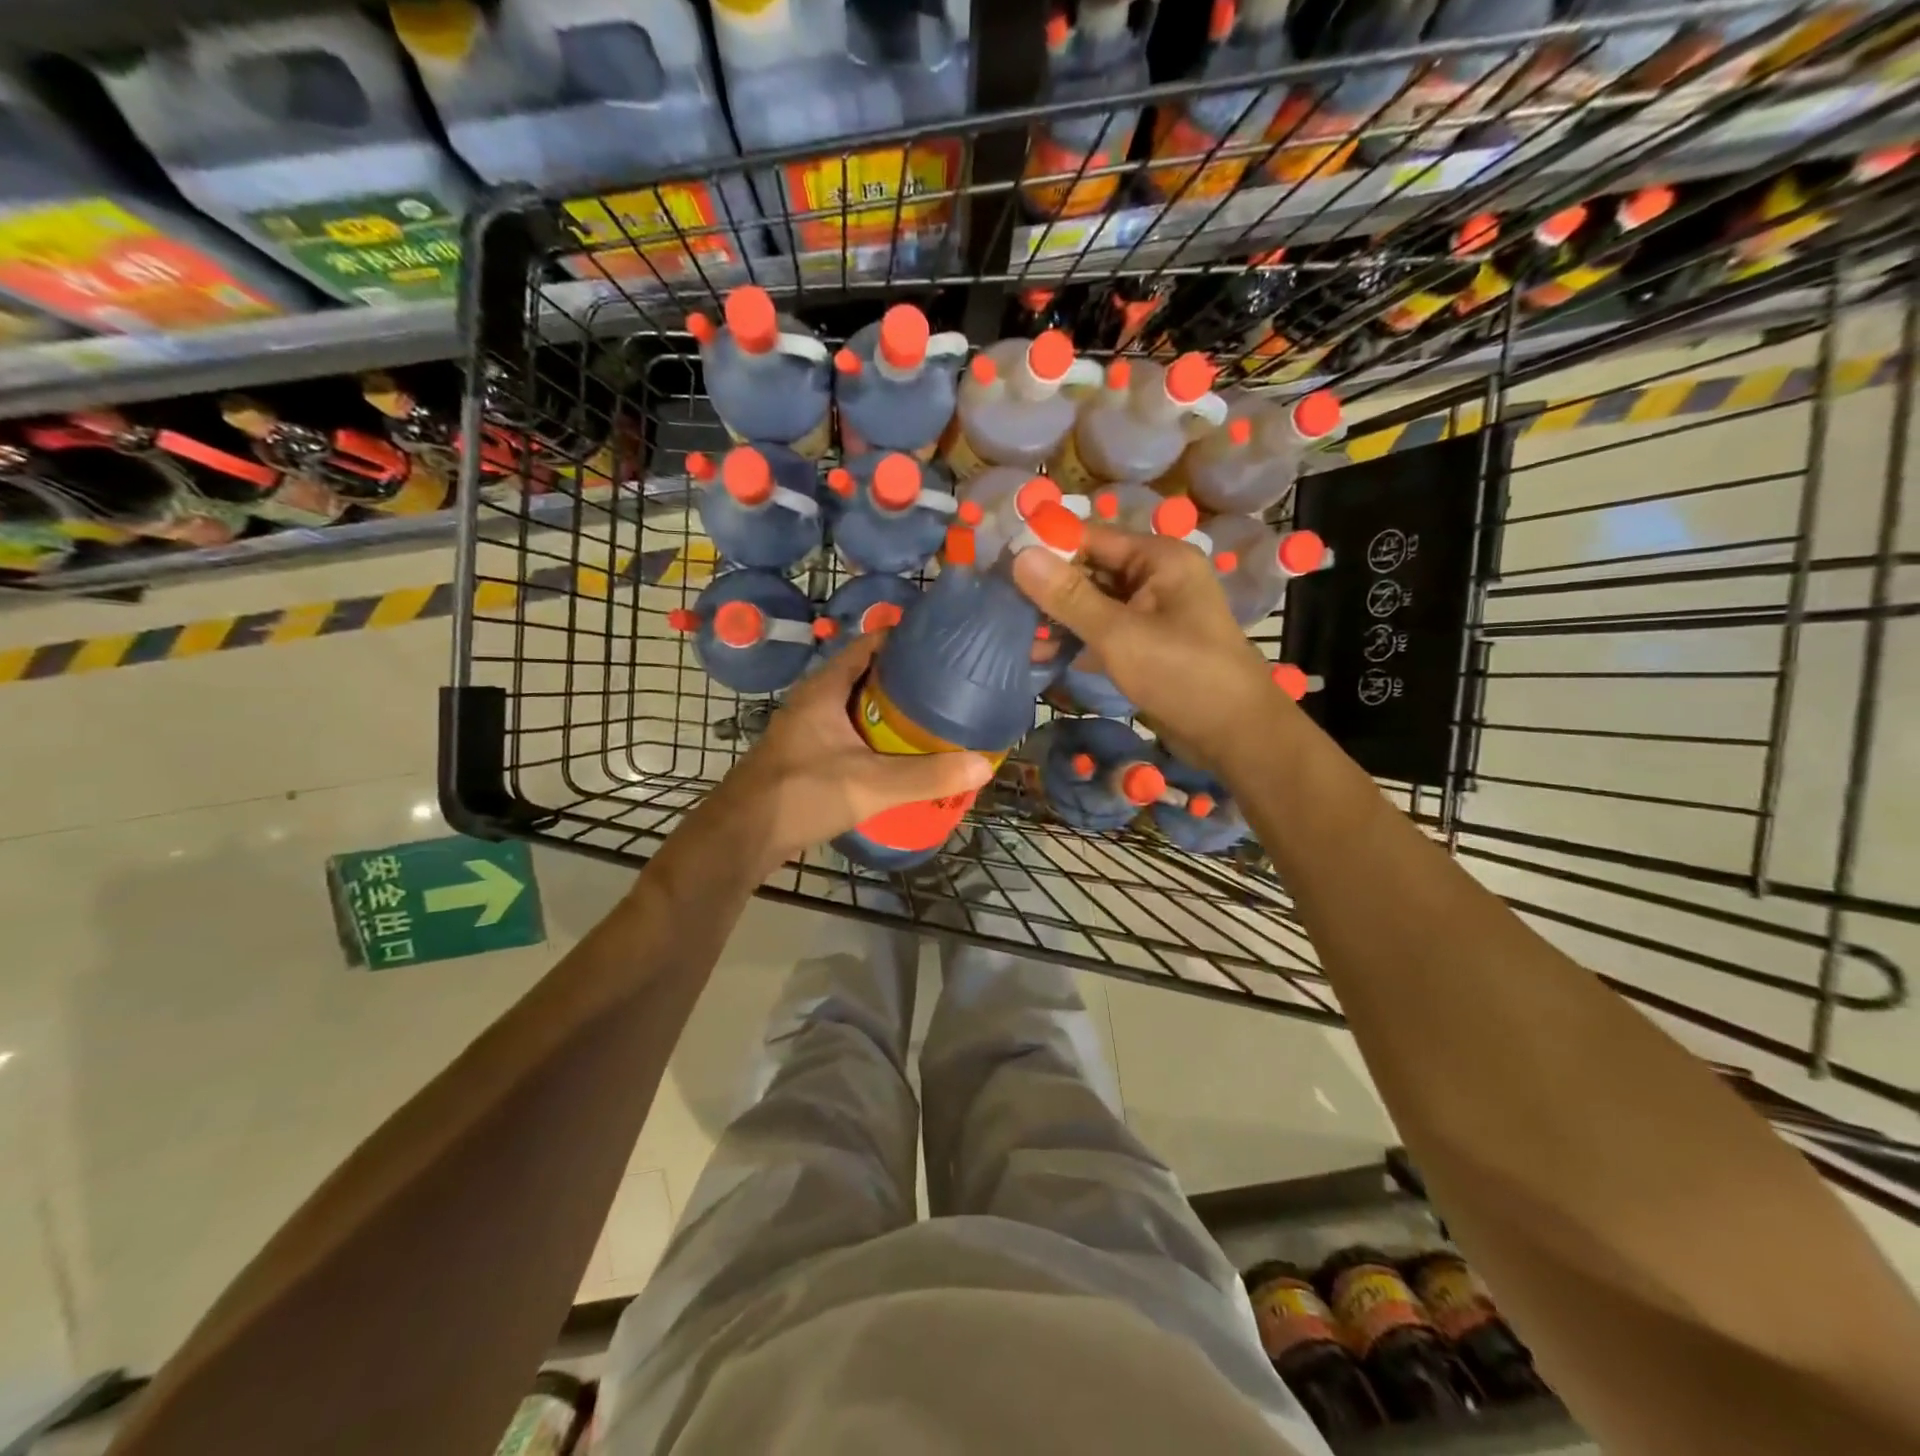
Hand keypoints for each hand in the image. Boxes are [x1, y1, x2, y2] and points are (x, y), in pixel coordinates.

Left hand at [705, 632, 993, 872]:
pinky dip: (875, 737)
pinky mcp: (806, 756)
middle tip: (947, 687)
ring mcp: (807, 730)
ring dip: (890, 712)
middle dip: (904, 679)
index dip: (902, 639)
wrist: (741, 837)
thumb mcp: (870, 784)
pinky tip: (898, 756)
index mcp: (824, 689)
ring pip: (856, 708)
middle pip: (866, 676)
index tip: (940, 644)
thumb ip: (926, 776)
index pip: (867, 644)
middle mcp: (814, 701)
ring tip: (932, 719)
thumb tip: (983, 764)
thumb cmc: (801, 794)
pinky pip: (849, 734)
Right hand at [1013, 523, 1280, 774]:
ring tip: (1018, 636)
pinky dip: (1078, 641)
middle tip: (1001, 605)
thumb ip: (1069, 597)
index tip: (1001, 562)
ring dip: (1059, 620)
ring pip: (1094, 605)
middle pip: (1091, 570)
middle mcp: (1156, 577)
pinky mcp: (1147, 645)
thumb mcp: (1119, 634)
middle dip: (1049, 589)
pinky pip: (1104, 631)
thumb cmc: (1183, 675)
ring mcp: (1152, 613)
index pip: (1092, 537)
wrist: (1235, 734)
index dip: (1047, 548)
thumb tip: (1020, 556)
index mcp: (1159, 558)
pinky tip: (1044, 656)